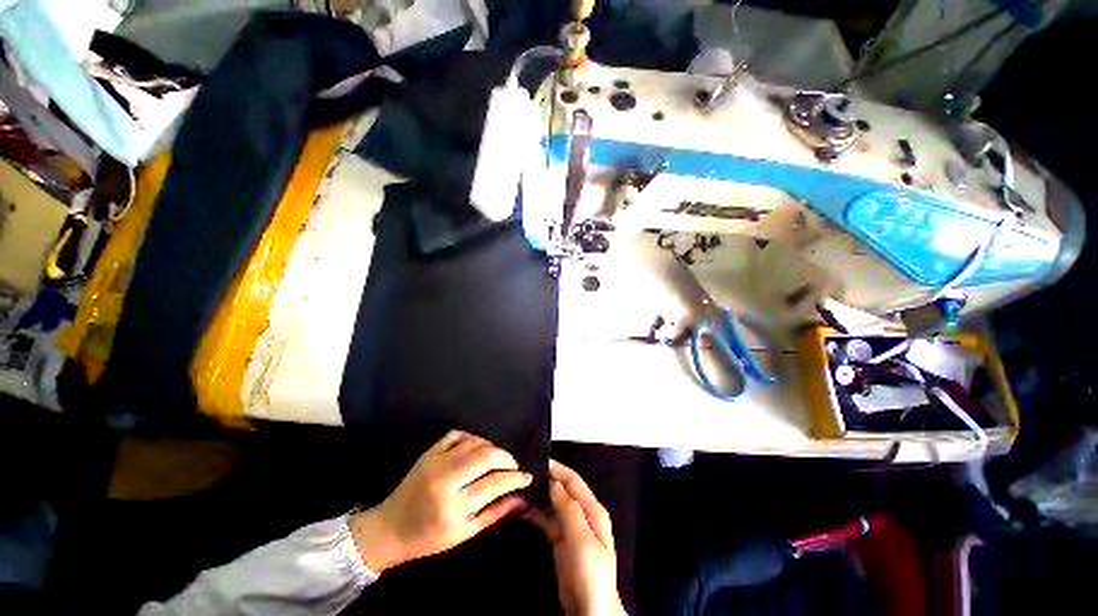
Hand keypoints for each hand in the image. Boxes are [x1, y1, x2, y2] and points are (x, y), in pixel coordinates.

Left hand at [349, 430, 531, 572]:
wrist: (389, 528)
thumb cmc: (428, 538)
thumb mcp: (463, 534)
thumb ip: (494, 513)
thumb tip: (521, 498)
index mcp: (453, 506)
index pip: (493, 484)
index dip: (515, 478)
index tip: (527, 477)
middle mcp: (445, 479)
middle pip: (486, 455)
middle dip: (506, 458)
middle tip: (513, 466)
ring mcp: (436, 461)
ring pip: (474, 442)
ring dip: (492, 448)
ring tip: (498, 460)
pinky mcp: (429, 452)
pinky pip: (458, 434)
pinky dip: (473, 438)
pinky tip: (478, 448)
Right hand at [528, 460, 624, 615]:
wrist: (588, 610)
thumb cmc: (590, 573)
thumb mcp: (582, 540)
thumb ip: (569, 510)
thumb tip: (555, 483)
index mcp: (592, 510)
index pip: (573, 481)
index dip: (558, 469)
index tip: (539, 460)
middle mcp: (582, 513)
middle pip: (562, 490)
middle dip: (545, 480)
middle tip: (524, 474)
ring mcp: (571, 527)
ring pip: (552, 504)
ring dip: (538, 496)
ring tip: (519, 488)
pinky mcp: (560, 540)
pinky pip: (546, 520)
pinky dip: (535, 513)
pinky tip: (521, 508)